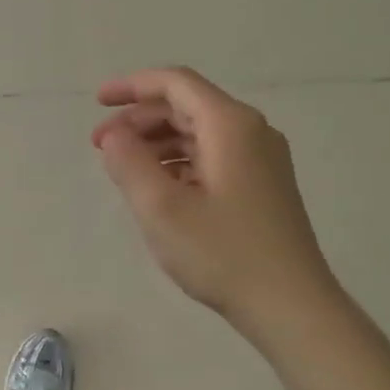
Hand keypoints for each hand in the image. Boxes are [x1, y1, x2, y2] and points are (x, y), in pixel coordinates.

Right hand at [94, 67, 341, 328]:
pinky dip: (178, 161)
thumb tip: (114, 136)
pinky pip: (212, 155)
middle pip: (186, 106)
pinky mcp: (263, 185)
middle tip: (101, 145)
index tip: (97, 102)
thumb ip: (129, 163)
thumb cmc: (223, 254)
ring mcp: (261, 159)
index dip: (132, 86)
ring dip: (157, 142)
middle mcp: (251, 131)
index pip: (175, 84)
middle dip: (139, 119)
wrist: (291, 306)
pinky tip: (158, 187)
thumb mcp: (160, 208)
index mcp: (230, 125)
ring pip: (199, 132)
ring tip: (123, 168)